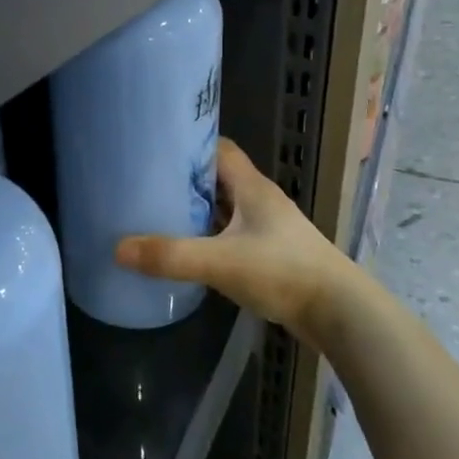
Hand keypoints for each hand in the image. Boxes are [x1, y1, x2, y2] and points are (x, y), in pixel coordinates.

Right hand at [116, 138, 348, 343]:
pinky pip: (232, 235)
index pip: (219, 148)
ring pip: (226, 209)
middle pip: (218, 178)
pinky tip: (189, 251)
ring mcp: (269, 229)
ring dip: (198, 210)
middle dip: (185, 180)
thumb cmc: (283, 272)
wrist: (340, 313)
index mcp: (252, 187)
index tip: (154, 149)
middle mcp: (261, 201)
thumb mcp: (221, 262)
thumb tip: (118, 248)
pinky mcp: (271, 254)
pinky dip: (210, 237)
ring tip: (158, 215)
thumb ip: (171, 255)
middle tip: (145, 184)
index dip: (189, 144)